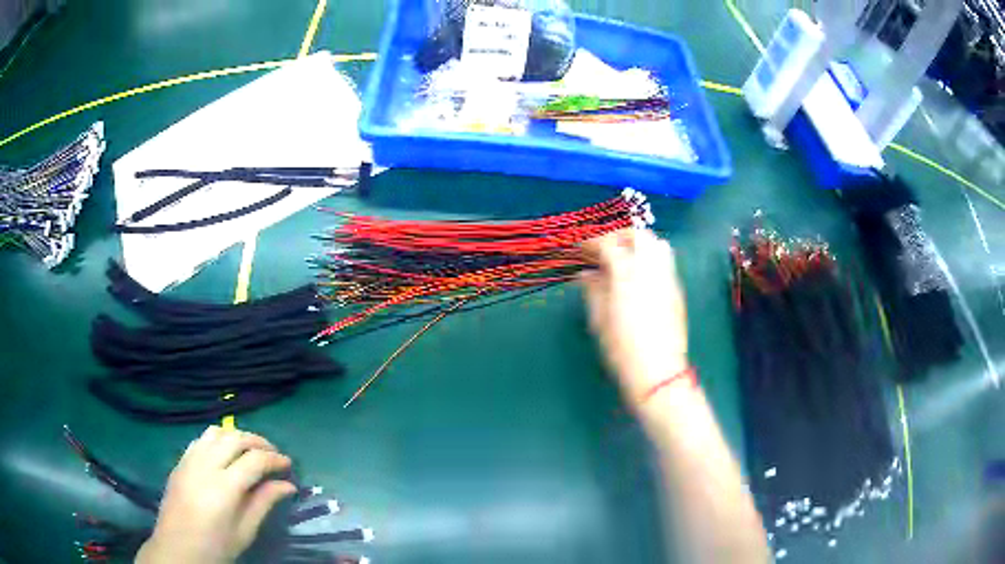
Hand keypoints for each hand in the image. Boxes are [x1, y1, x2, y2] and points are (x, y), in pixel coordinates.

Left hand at [136, 426, 296, 563]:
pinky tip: (225, 453)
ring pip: (217, 432)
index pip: (255, 460)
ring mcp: (190, 460)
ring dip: (237, 436)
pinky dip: (218, 439)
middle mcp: (206, 465)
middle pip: (235, 438)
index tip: (289, 465)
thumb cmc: (216, 546)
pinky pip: (201, 439)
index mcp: (224, 487)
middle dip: (259, 442)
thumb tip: (287, 485)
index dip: (275, 459)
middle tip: (273, 454)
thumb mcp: (245, 531)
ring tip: (250, 450)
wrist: (177, 548)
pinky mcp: (180, 461)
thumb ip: (264, 503)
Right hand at [581, 229, 688, 402]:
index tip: (580, 248)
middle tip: (603, 248)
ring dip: (638, 243)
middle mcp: (650, 268)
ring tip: (624, 257)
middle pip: (638, 235)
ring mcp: (667, 277)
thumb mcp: (599, 320)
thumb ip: (593, 290)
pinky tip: (639, 275)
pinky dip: (651, 257)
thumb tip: (587, 274)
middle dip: (618, 236)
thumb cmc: (622, 348)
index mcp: (627, 273)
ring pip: (657, 244)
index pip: (609, 245)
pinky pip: (665, 261)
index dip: (592, 242)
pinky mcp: (677, 290)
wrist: (658, 371)